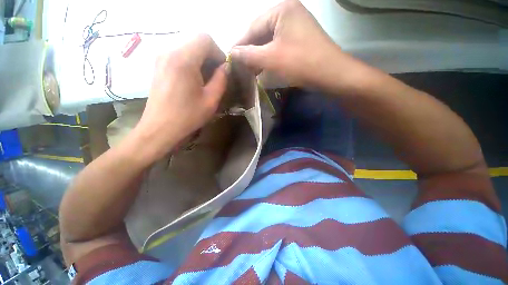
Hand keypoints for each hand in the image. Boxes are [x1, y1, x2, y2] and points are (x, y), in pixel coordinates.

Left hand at [135, 34, 227, 159]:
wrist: (160, 128)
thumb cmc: (188, 116)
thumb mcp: (211, 100)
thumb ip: (221, 80)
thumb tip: (225, 67)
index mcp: (183, 59)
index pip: (204, 39)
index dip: (218, 52)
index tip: (222, 69)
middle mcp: (169, 51)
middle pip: (195, 40)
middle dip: (210, 54)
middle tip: (216, 74)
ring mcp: (161, 57)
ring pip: (186, 46)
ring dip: (200, 58)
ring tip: (205, 78)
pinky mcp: (158, 65)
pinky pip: (178, 54)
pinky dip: (190, 61)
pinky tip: (193, 79)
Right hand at [231, 0, 338, 86]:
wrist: (331, 74)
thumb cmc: (301, 63)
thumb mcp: (271, 58)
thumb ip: (249, 54)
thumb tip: (233, 53)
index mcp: (282, 9)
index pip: (253, 26)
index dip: (240, 43)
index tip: (231, 57)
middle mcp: (289, 13)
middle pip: (261, 33)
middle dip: (250, 51)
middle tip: (239, 66)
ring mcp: (296, 27)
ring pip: (270, 41)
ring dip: (259, 56)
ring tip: (249, 69)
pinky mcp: (299, 40)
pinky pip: (278, 47)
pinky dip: (269, 58)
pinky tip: (263, 67)